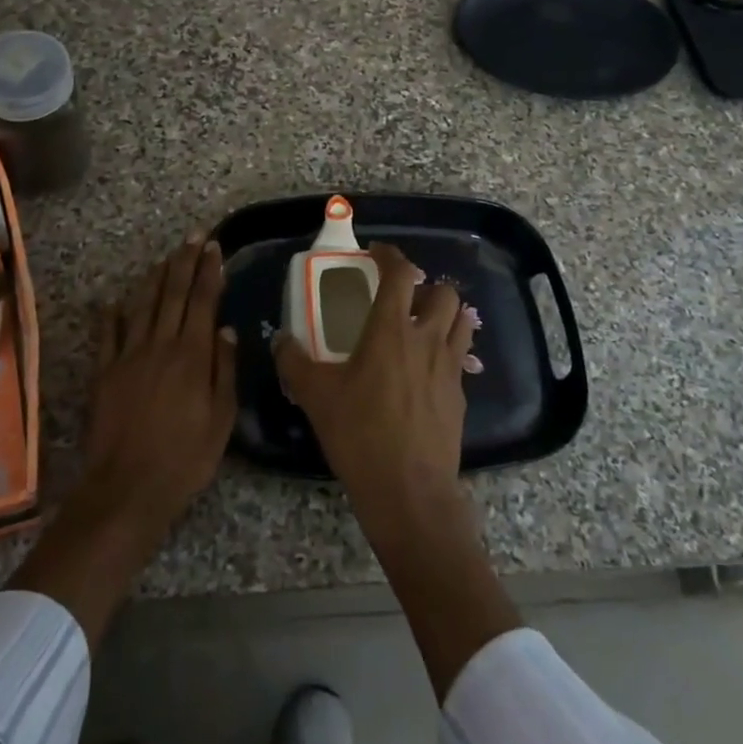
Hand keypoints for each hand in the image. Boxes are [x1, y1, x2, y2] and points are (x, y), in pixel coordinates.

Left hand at [8, 232, 235, 647]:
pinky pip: (108, 334)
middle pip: (174, 294)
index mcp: (192, 355)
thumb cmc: (185, 458)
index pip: (203, 301)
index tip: (214, 248)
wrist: (127, 488)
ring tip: (166, 257)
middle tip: (193, 237)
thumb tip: (226, 329)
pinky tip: (116, 300)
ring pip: (143, 306)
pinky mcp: (104, 372)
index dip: (209, 272)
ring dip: (156, 278)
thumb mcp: (221, 420)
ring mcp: (128, 356)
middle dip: (185, 262)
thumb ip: (225, 370)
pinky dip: (113, 314)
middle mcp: (160, 345)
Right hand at [274, 244, 477, 520]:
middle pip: (443, 292)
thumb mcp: (315, 396)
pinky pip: (460, 358)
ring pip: (461, 321)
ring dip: (444, 314)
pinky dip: (446, 351)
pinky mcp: (460, 395)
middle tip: (402, 299)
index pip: (400, 273)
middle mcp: (426, 339)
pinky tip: (425, 372)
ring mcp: (449, 367)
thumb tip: (281, 340)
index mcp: (390, 330)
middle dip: (425, 286)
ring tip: (420, 327)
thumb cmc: (359, 434)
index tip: (376, 253)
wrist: (409, 490)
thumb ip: (294, 362)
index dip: (390, 255)